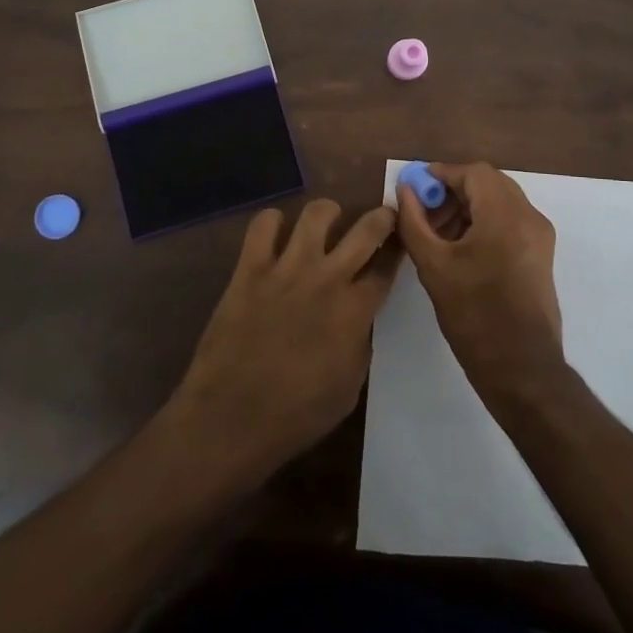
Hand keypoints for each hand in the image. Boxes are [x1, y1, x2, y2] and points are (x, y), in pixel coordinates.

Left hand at [166, 199, 397, 483]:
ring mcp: (287, 269)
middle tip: (381, 217)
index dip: (398, 251)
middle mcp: (327, 278)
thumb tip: (358, 317)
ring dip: (328, 213)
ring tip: (326, 222)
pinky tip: (276, 234)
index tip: (401, 243)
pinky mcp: (250, 268)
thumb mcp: (349, 387)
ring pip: (317, 213)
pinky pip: (264, 224)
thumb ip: (359, 342)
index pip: (387, 266)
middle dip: (381, 217)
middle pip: (367, 229)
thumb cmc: (296, 415)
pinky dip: (273, 222)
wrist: (232, 419)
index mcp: (355, 311)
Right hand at [395, 162, 564, 401]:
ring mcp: (540, 236)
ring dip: (469, 206)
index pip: (473, 173)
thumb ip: (414, 222)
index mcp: (505, 215)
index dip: (441, 174)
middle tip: (424, 211)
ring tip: (438, 232)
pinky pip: (511, 220)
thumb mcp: (433, 266)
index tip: (415, 189)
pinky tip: (461, 246)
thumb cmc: (474, 316)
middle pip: (489, 183)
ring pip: (501, 200)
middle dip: (454, 190)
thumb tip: (405, 189)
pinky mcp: (541, 254)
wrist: (521, 369)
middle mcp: (529, 217)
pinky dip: (485, 221)